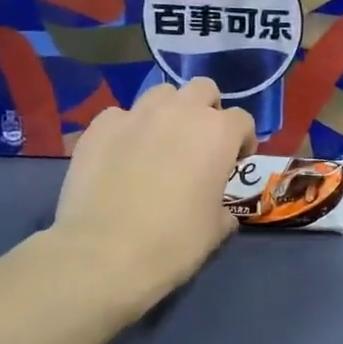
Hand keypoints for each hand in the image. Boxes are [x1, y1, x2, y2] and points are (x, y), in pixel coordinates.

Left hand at [52, 79, 256, 311]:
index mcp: (218, 133)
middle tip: (200, 143)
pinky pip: (121, 115)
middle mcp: (180, 113)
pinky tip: (122, 155)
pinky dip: (127, 129)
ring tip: (161, 142)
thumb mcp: (216, 230)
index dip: (243, 141)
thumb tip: (219, 209)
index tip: (235, 162)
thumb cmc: (174, 243)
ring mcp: (136, 115)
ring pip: (161, 94)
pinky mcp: (99, 127)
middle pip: (203, 89)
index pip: (242, 120)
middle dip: (207, 111)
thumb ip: (224, 207)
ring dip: (169, 112)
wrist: (104, 254)